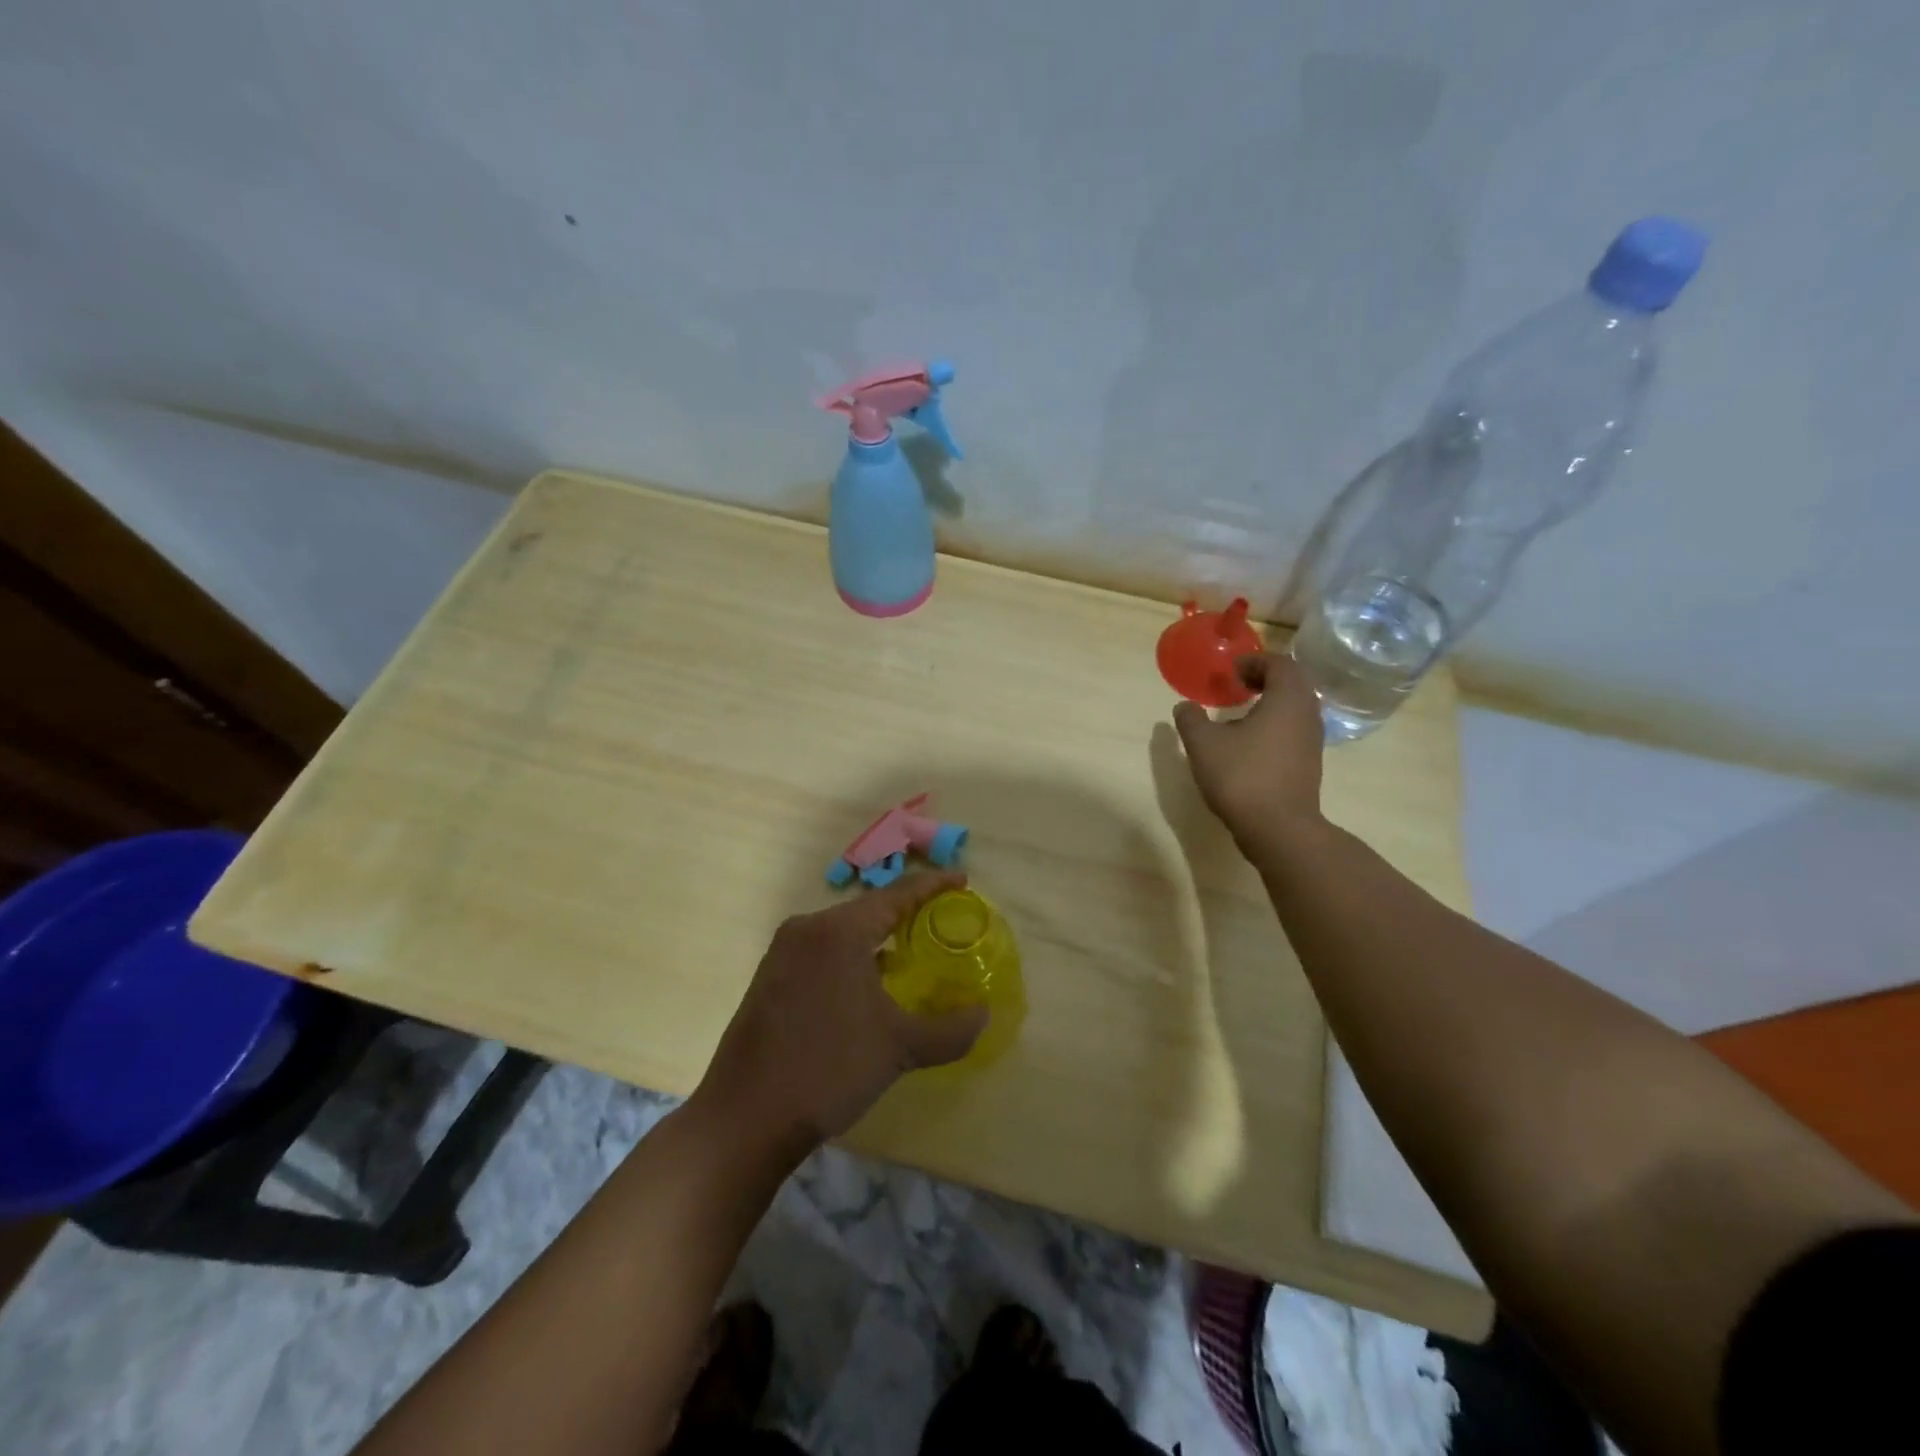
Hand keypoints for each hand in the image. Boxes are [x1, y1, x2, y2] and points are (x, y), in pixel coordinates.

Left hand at [694, 873, 987, 1152]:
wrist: (744, 1120)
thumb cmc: (828, 1070)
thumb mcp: (899, 1048)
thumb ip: (949, 1030)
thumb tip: (983, 1015)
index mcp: (839, 931)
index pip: (896, 894)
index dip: (933, 885)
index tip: (962, 880)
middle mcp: (807, 929)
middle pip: (867, 909)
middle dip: (906, 914)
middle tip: (940, 921)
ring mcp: (782, 953)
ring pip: (842, 932)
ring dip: (877, 940)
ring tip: (909, 955)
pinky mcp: (768, 978)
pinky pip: (821, 952)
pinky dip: (850, 958)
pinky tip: (866, 988)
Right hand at [1171, 651, 1325, 849]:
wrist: (1277, 828)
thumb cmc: (1241, 776)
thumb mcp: (1203, 744)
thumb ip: (1191, 720)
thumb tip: (1184, 706)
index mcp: (1286, 699)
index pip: (1280, 664)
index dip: (1255, 661)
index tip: (1232, 669)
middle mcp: (1306, 714)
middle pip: (1294, 682)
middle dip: (1267, 677)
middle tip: (1240, 683)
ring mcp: (1312, 740)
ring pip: (1297, 707)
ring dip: (1274, 700)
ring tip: (1244, 710)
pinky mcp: (1310, 763)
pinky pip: (1296, 728)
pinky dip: (1278, 722)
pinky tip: (1253, 740)